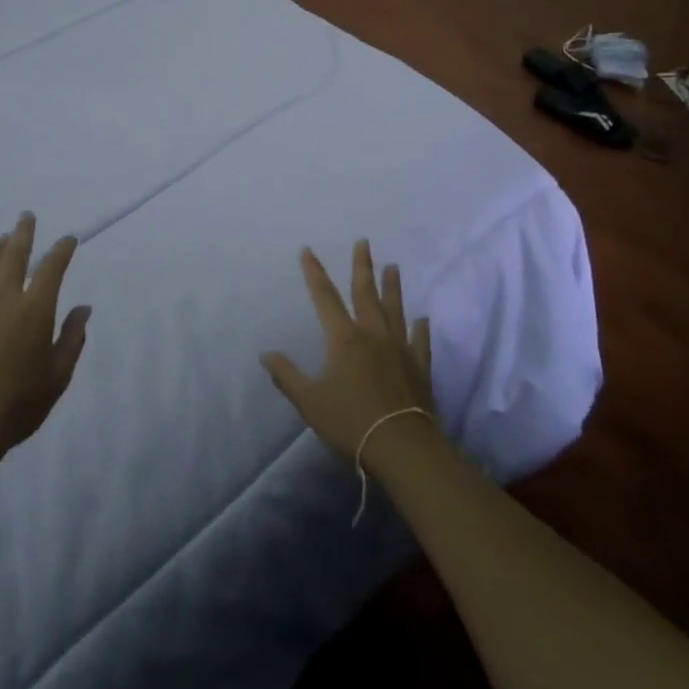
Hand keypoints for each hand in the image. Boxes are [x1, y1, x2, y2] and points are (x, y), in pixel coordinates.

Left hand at [0, 212, 89, 471]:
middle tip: (26, 216)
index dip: (62, 250)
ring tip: (2, 238)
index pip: (52, 269)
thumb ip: (72, 338)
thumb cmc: (20, 404)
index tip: (68, 239)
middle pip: (14, 258)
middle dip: (23, 235)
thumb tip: (83, 308)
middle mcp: (5, 301)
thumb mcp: (58, 375)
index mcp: (35, 311)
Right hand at [261, 240, 434, 462]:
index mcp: (343, 339)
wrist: (402, 446)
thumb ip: (287, 376)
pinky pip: (420, 341)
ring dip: (392, 287)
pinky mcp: (420, 367)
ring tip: (392, 266)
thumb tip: (265, 355)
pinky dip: (421, 329)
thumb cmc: (350, 422)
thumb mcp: (309, 401)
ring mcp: (399, 348)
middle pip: (365, 293)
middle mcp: (372, 334)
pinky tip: (423, 318)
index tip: (308, 250)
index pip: (324, 297)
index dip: (314, 272)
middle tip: (363, 241)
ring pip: (394, 310)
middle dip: (361, 266)